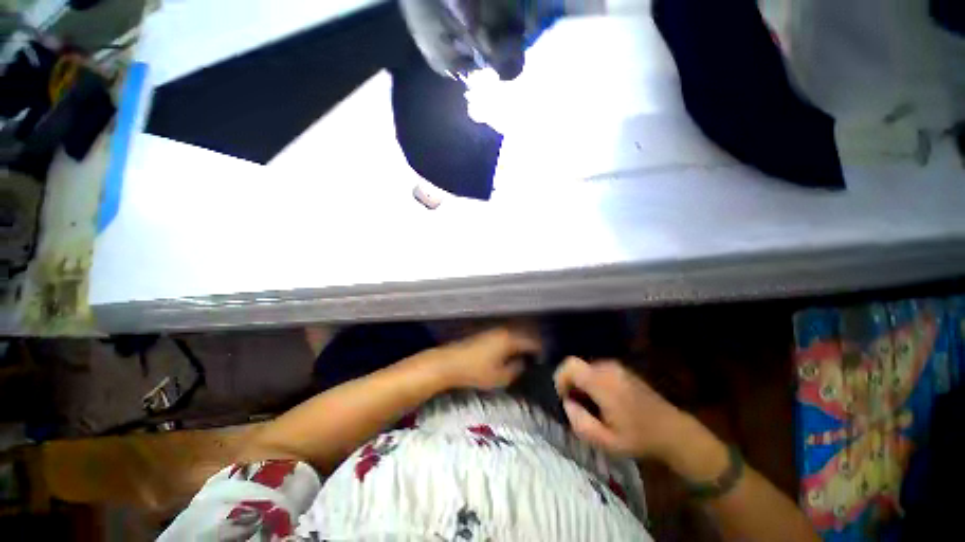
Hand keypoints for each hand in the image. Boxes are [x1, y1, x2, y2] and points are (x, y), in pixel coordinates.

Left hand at [434, 326, 541, 389]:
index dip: (540, 351)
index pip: (533, 341)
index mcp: (510, 339)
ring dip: (523, 340)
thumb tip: (524, 364)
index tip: (543, 360)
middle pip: (525, 333)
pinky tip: (510, 350)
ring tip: (525, 354)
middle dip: (533, 343)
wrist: (451, 362)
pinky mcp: (487, 332)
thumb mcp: (500, 377)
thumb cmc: (476, 371)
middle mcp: (504, 330)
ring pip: (516, 331)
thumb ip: (516, 370)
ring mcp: (495, 329)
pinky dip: (513, 339)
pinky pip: (507, 332)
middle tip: (537, 357)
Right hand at [554, 357, 697, 461]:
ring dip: (581, 384)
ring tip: (591, 407)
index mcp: (602, 382)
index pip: (570, 366)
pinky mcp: (622, 369)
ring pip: (585, 368)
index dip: (560, 379)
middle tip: (577, 407)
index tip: (564, 399)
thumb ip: (580, 423)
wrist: (673, 431)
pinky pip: (597, 370)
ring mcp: (616, 366)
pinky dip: (592, 382)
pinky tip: (603, 402)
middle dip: (570, 384)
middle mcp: (607, 368)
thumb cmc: (639, 438)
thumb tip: (567, 404)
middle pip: (576, 366)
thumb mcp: (606, 442)